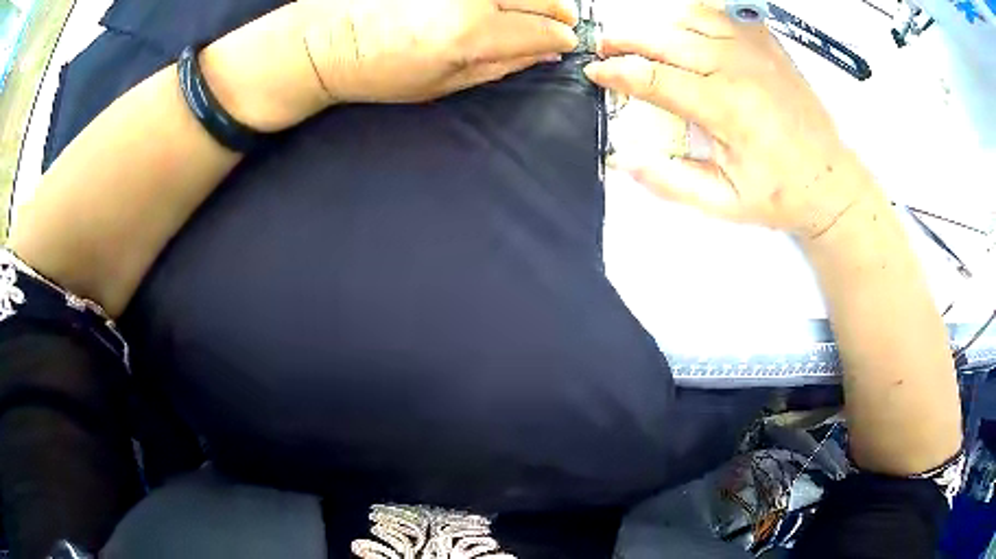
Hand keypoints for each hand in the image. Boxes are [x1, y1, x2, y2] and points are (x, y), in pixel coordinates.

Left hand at [298, 0, 579, 103]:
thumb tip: (543, 52)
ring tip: (533, 10)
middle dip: (557, 12)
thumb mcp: (443, 84)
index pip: (542, 30)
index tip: (565, 43)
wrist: (326, 41)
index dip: (560, 38)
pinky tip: (500, 5)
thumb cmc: (377, 71)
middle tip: (559, 24)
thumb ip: (501, 65)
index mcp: (470, 33)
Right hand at [584, 4, 879, 239]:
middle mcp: (737, 69)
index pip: (652, 76)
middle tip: (606, 47)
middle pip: (664, 38)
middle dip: (625, 40)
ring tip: (645, 41)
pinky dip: (696, 19)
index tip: (596, 73)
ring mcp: (754, 52)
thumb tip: (626, 161)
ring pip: (690, 18)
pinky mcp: (767, 46)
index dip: (615, 72)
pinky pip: (722, 16)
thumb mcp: (724, 203)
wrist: (831, 181)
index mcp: (725, 107)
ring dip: (660, 27)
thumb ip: (671, 182)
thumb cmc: (783, 193)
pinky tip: (689, 34)